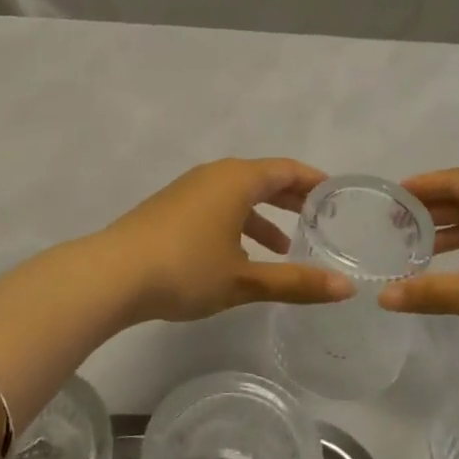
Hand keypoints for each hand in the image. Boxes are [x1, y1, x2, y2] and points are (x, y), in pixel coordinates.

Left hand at [95, 158, 354, 323]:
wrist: (112, 274)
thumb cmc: (186, 269)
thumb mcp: (244, 280)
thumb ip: (296, 282)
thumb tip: (346, 289)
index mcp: (237, 179)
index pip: (286, 169)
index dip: (314, 181)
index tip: (337, 195)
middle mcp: (214, 175)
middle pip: (263, 178)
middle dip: (292, 198)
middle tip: (321, 218)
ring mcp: (188, 190)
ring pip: (238, 194)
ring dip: (263, 215)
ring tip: (285, 247)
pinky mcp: (170, 208)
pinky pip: (216, 205)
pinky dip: (237, 222)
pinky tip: (240, 256)